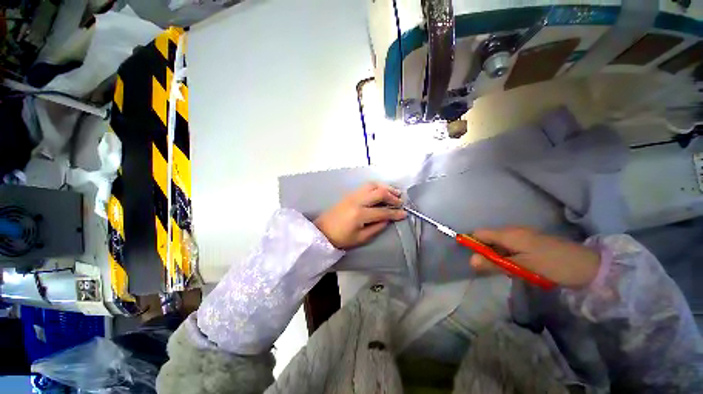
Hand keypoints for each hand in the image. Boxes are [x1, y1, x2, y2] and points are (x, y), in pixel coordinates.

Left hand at [314, 183, 406, 249]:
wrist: (322, 231)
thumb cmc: (341, 238)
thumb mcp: (361, 238)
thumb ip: (376, 228)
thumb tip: (388, 219)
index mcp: (360, 214)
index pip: (383, 212)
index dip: (395, 213)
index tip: (404, 214)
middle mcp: (357, 201)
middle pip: (379, 192)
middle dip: (392, 196)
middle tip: (400, 201)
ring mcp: (352, 195)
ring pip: (372, 185)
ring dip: (385, 187)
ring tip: (394, 192)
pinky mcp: (349, 194)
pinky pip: (365, 186)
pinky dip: (376, 186)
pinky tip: (381, 190)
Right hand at [470, 227, 600, 287]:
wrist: (590, 267)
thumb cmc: (554, 265)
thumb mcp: (522, 267)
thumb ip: (495, 263)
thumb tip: (471, 261)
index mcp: (509, 234)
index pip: (479, 233)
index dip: (473, 244)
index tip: (476, 260)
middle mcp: (513, 231)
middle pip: (488, 238)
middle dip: (487, 253)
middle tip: (494, 269)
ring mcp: (523, 236)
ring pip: (499, 244)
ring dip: (498, 257)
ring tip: (509, 270)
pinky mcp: (531, 243)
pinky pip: (510, 247)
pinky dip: (508, 257)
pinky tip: (518, 267)